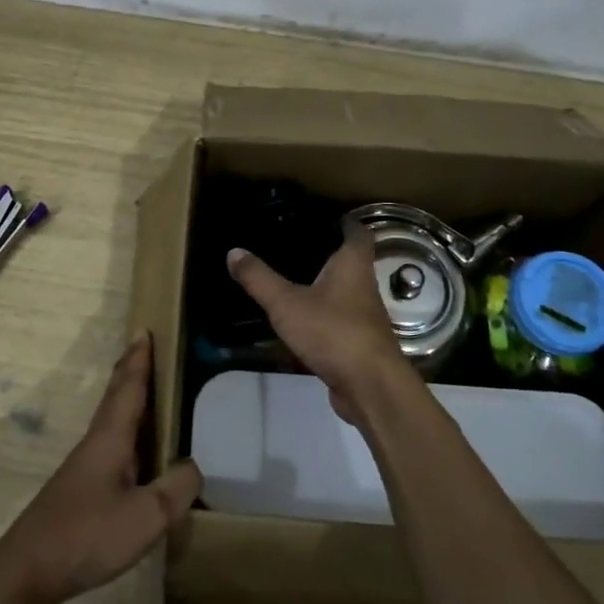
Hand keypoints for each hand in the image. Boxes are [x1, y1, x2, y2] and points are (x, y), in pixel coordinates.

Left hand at [0, 334, 202, 603]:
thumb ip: (176, 488)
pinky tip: (135, 454)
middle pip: (115, 399)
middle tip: (143, 348)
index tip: (144, 331)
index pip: (128, 388)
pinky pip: (111, 448)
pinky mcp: (80, 492)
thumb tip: (195, 466)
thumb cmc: (88, 535)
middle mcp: (96, 444)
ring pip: (111, 423)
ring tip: (146, 393)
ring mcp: (85, 469)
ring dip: (127, 401)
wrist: (28, 571)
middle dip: (130, 372)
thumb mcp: (146, 516)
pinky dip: (126, 434)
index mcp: (110, 439)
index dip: (138, 360)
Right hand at [227, 237, 416, 421]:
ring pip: (346, 292)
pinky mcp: (360, 343)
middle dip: (330, 254)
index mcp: (353, 265)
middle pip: (352, 262)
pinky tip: (302, 320)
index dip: (346, 223)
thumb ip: (259, 278)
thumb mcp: (286, 303)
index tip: (326, 217)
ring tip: (295, 279)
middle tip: (299, 246)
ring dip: (327, 286)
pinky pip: (340, 320)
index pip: (358, 233)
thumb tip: (233, 251)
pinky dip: (324, 316)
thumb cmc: (332, 331)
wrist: (369, 386)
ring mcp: (365, 317)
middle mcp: (365, 286)